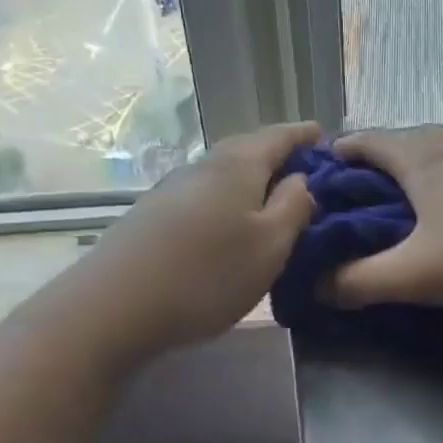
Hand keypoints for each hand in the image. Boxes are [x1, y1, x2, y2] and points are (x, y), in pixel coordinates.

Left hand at [95, 122, 319, 353]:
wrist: (115, 306)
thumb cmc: (209, 274)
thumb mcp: (271, 245)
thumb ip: (294, 207)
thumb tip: (302, 179)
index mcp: (238, 166)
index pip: (279, 136)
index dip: (304, 135)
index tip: (326, 136)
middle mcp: (203, 167)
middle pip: (248, 149)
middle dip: (278, 155)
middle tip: (306, 171)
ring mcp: (173, 190)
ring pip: (224, 174)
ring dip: (252, 180)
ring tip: (274, 200)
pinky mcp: (154, 216)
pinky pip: (205, 196)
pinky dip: (228, 200)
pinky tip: (231, 224)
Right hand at [327, 128, 442, 307]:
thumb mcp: (414, 273)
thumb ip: (361, 282)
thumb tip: (319, 288)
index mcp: (421, 161)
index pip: (369, 142)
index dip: (341, 151)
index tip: (322, 166)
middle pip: (406, 141)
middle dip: (378, 159)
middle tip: (360, 188)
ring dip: (419, 167)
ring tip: (407, 196)